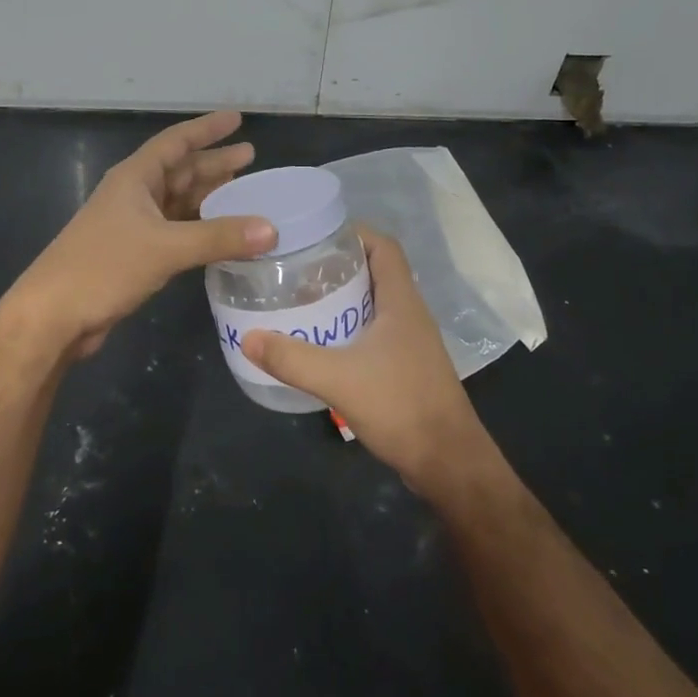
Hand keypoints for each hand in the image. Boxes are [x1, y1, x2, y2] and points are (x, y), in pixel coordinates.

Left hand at [10, 110, 276, 359]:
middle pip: (180, 171)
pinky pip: (175, 230)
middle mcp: (134, 195)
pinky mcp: (134, 254)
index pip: (176, 142)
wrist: (53, 315)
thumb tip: (271, 230)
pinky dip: (199, 228)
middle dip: (213, 163)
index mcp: (135, 178)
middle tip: (250, 157)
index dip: (206, 129)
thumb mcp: (165, 248)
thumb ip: (219, 237)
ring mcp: (132, 225)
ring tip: (243, 192)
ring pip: (178, 202)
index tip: (236, 119)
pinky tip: (220, 233)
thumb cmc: (104, 267)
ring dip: (208, 197)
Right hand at [243, 227, 487, 493]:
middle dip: (338, 264)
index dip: (353, 232)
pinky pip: (375, 331)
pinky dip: (349, 326)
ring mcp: (411, 342)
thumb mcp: (338, 379)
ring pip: (374, 303)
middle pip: (375, 271)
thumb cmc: (401, 407)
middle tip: (297, 266)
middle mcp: (410, 313)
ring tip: (302, 298)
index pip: (383, 246)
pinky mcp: (406, 366)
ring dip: (343, 297)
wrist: (448, 463)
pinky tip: (322, 341)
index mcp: (402, 301)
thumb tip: (249, 337)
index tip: (315, 234)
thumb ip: (292, 358)